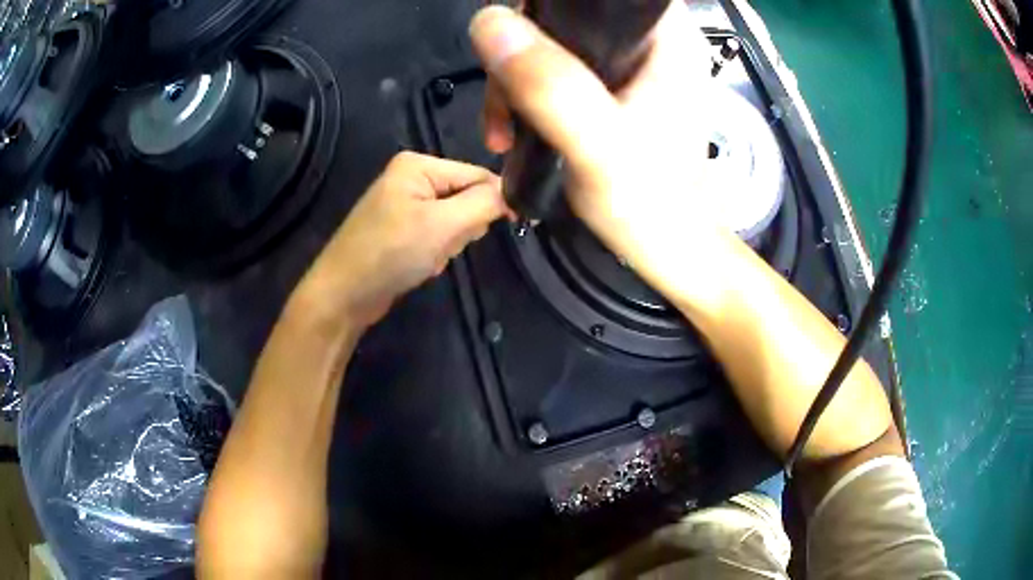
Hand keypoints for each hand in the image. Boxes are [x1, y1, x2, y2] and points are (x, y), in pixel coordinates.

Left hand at [294, 152, 505, 327]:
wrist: (343, 295)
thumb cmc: (390, 253)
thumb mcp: (443, 225)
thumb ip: (484, 203)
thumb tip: (516, 192)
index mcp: (418, 164)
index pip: (478, 174)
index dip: (497, 199)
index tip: (512, 225)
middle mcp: (411, 178)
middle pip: (466, 197)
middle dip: (463, 227)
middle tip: (442, 244)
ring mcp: (404, 204)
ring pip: (454, 221)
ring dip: (449, 244)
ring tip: (427, 257)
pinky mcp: (401, 230)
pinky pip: (436, 235)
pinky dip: (435, 253)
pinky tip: (419, 265)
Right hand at [470, 4, 719, 302]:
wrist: (674, 253)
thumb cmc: (650, 207)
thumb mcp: (597, 146)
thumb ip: (550, 85)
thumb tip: (489, 22)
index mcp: (665, 38)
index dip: (541, 11)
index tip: (510, 54)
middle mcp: (653, 41)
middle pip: (563, 18)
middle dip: (518, 56)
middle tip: (504, 109)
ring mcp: (635, 66)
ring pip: (554, 45)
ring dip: (516, 83)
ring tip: (504, 131)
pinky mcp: (620, 91)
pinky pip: (559, 73)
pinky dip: (530, 98)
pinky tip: (518, 131)